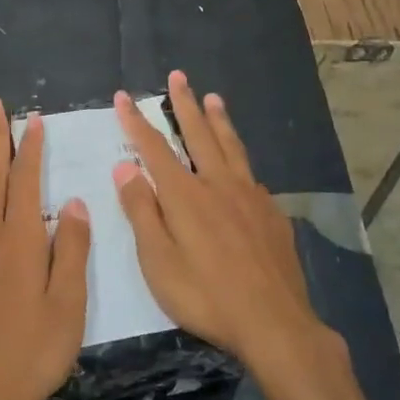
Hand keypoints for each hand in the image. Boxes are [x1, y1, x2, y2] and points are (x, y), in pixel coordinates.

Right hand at [113, 71, 329, 375]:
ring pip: (231, 147)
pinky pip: (251, 175)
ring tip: (213, 98)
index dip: (136, 122)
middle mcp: (218, 185)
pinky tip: (241, 163)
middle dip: (184, 104)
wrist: (275, 323)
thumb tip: (125, 167)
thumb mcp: (159, 261)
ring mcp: (250, 197)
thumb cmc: (206, 296)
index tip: (124, 97)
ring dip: (219, 121)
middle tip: (179, 76)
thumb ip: (142, 211)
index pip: (154, 148)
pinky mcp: (272, 214)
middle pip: (198, 135)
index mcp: (185, 196)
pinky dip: (240, 158)